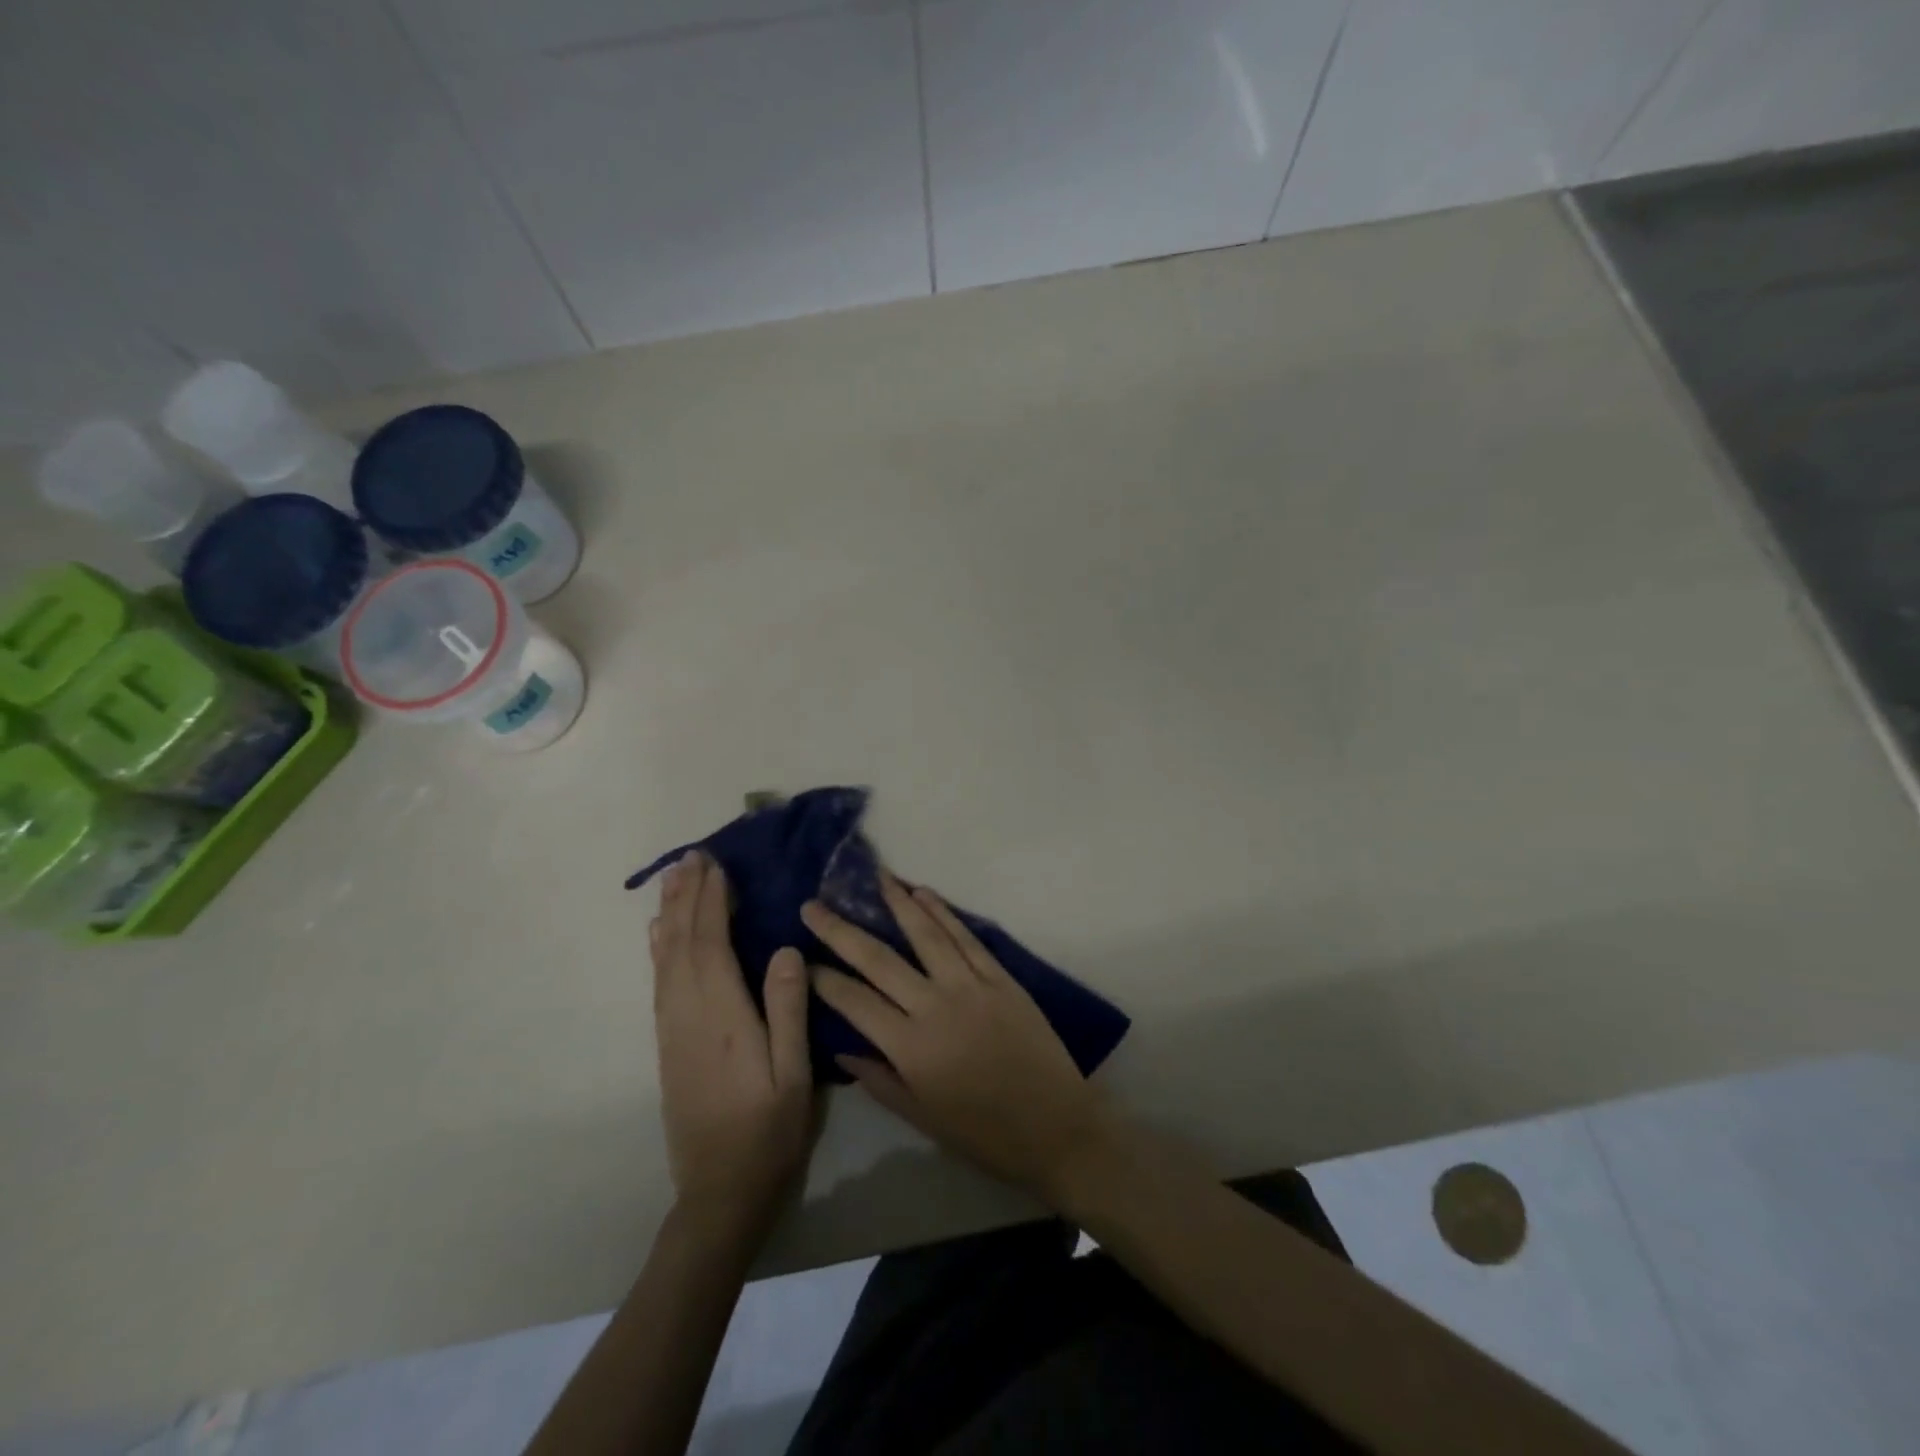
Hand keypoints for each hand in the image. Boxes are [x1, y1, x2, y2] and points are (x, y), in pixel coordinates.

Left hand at [651, 850, 817, 1226]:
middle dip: (686, 897)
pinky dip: (660, 949)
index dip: (712, 902)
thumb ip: (788, 1010)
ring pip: (665, 960)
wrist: (718, 1193)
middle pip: (681, 944)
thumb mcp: (793, 1074)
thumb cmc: (768, 1132)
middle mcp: (689, 1015)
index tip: (716, 865)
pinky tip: (660, 935)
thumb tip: (785, 949)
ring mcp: (673, 1030)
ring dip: (670, 915)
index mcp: (723, 1017)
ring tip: (674, 880)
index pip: (712, 945)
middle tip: (691, 857)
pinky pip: (660, 983)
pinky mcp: (668, 1045)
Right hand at [802, 873, 1114, 1202]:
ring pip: (925, 935)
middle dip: (842, 930)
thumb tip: (842, 1048)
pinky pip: (966, 938)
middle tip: (814, 905)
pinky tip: (923, 894)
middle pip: (880, 959)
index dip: (825, 979)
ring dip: (898, 903)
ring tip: (875, 878)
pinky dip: (943, 913)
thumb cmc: (984, 1133)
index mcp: (910, 1047)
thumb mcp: (922, 1118)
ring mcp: (970, 986)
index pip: (855, 1001)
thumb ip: (879, 1080)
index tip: (802, 959)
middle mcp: (934, 1006)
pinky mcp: (1000, 977)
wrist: (1055, 1126)